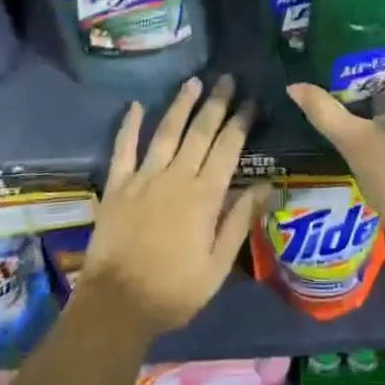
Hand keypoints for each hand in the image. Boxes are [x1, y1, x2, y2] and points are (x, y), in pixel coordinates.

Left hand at [79, 75, 270, 338]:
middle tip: (227, 79)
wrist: (116, 306)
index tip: (251, 101)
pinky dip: (129, 125)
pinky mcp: (117, 186)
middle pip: (200, 132)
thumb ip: (239, 221)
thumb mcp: (218, 266)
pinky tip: (136, 105)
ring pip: (166, 132)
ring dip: (181, 105)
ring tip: (193, 82)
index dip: (240, 122)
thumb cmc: (174, 291)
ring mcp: (143, 178)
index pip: (228, 149)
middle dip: (216, 103)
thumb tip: (267, 186)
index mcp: (204, 196)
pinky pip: (123, 149)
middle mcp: (176, 177)